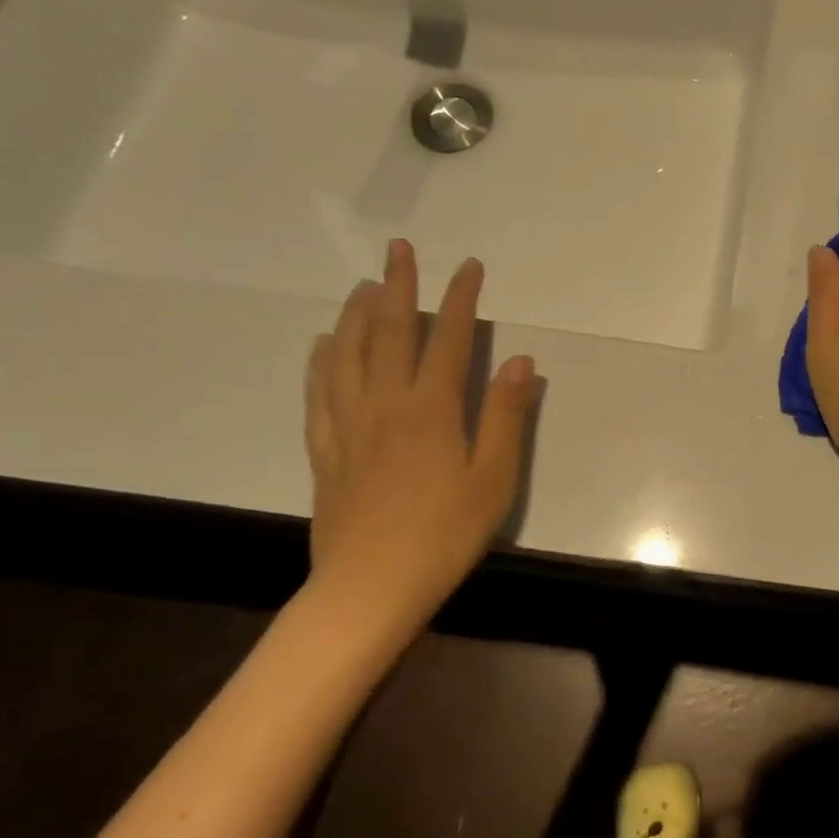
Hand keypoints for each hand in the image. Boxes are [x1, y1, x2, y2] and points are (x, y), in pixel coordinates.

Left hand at [302, 239, 538, 643]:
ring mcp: (349, 425)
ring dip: (357, 313)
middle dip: (398, 286)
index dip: (460, 298)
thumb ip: (506, 415)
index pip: (448, 339)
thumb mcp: (494, 478)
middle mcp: (385, 404)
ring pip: (347, 354)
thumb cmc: (444, 534)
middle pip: (389, 333)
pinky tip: (323, 345)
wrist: (369, 588)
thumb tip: (519, 360)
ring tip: (364, 285)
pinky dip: (321, 360)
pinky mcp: (326, 450)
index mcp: (431, 409)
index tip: (468, 265)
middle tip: (398, 248)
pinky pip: (319, 392)